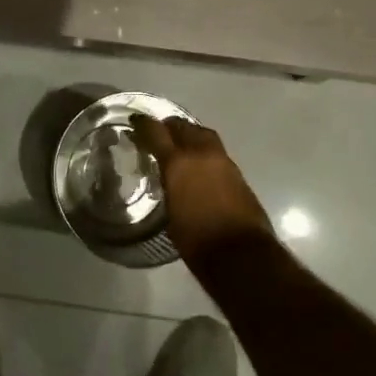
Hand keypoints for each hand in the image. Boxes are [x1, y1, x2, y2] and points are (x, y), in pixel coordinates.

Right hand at [130, 115, 276, 263]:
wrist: (240, 253)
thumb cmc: (196, 240)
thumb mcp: (170, 211)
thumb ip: (168, 185)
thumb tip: (168, 178)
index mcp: (178, 163)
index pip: (156, 132)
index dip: (143, 124)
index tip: (134, 122)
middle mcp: (201, 154)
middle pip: (182, 126)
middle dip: (168, 126)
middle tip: (157, 134)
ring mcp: (222, 160)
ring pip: (202, 133)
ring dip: (189, 134)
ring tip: (178, 144)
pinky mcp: (237, 172)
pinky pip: (215, 149)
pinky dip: (203, 149)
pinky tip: (198, 163)